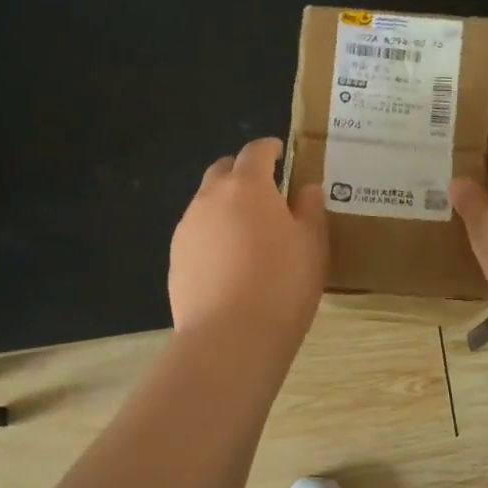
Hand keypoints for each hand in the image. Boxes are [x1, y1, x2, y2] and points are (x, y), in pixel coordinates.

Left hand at [170, 138, 327, 340]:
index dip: (270, 149)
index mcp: (246, 186)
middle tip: (266, 192)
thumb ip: (310, 209)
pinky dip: (213, 235)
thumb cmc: (282, 285)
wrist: (230, 338)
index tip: (281, 154)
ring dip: (226, 206)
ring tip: (248, 233)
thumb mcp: (312, 245)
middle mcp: (209, 198)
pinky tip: (229, 263)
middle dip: (243, 173)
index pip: (255, 151)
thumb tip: (305, 188)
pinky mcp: (175, 259)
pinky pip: (197, 234)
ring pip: (207, 203)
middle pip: (223, 171)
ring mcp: (187, 228)